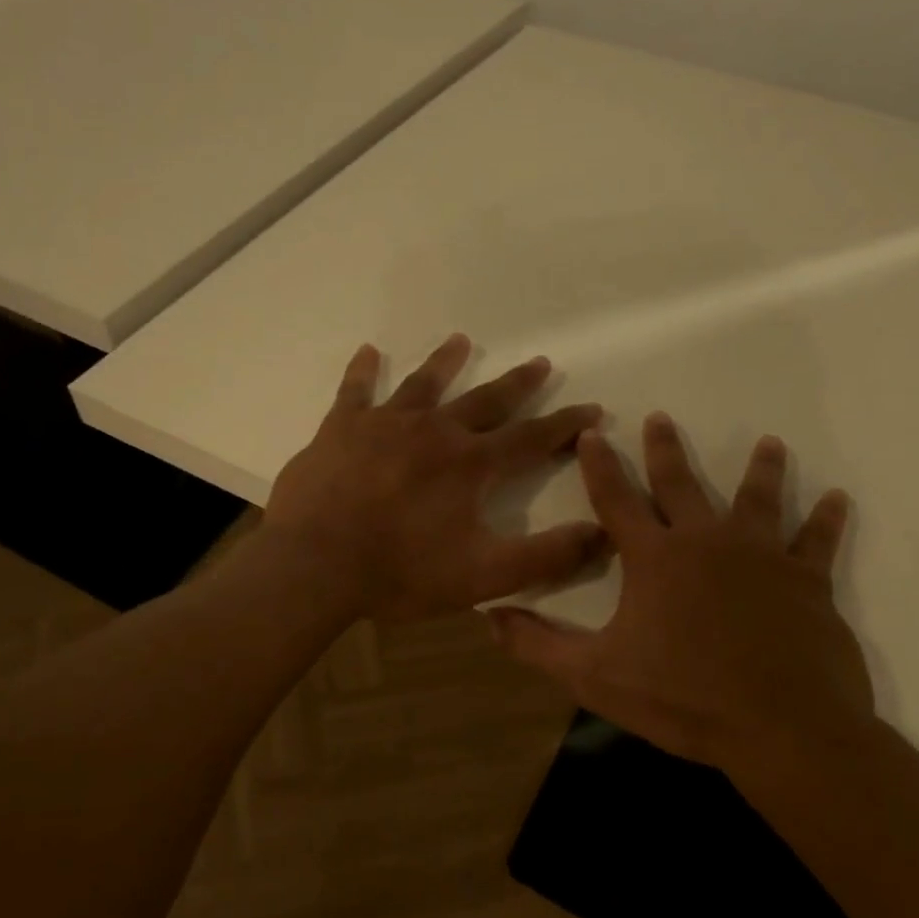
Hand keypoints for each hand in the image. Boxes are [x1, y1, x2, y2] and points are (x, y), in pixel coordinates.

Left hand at [263, 334, 608, 622]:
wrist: (315, 567)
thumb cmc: (400, 573)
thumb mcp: (484, 577)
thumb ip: (545, 557)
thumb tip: (603, 533)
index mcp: (470, 465)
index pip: (531, 438)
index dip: (565, 425)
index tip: (592, 408)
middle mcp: (434, 432)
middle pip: (485, 400)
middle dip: (517, 383)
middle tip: (540, 362)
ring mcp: (384, 425)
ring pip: (423, 385)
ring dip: (445, 362)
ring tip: (461, 340)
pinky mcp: (341, 429)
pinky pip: (355, 391)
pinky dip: (362, 371)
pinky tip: (367, 351)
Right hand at [488, 414, 875, 780]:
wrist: (781, 729)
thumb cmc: (682, 698)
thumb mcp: (594, 676)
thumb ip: (538, 644)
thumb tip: (488, 616)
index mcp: (654, 558)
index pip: (616, 499)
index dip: (599, 466)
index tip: (591, 434)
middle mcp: (706, 542)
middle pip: (680, 485)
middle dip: (665, 450)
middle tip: (660, 417)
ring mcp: (761, 557)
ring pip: (757, 499)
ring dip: (760, 469)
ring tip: (768, 442)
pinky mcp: (806, 581)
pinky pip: (817, 541)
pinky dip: (825, 519)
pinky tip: (836, 499)